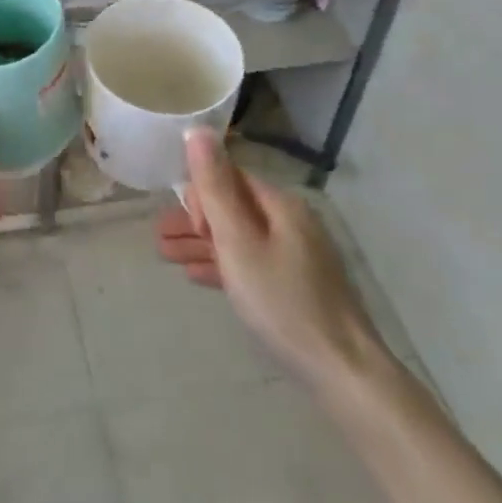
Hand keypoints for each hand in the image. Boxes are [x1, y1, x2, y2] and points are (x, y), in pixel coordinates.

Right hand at [154, 128, 388, 396]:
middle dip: (194, 220)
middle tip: (159, 239)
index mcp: (281, 205)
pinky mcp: (298, 286)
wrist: (343, 372)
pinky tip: (197, 275)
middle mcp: (291, 223)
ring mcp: (297, 256)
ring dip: (202, 243)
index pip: (231, 178)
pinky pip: (252, 263)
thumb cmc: (282, 301)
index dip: (200, 194)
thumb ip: (215, 187)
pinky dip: (223, 264)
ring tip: (164, 255)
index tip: (181, 222)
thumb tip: (197, 130)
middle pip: (233, 208)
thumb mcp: (238, 241)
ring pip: (240, 238)